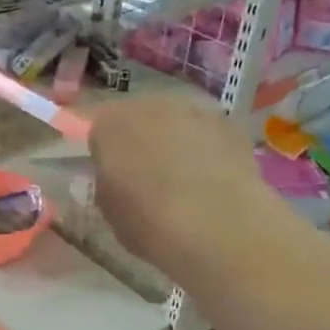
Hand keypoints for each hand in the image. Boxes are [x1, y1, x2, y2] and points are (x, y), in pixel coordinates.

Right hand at [86, 97, 268, 276]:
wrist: (216, 225)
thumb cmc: (149, 222)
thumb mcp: (109, 210)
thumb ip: (108, 183)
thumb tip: (119, 178)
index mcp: (110, 124)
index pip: (100, 130)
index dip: (108, 153)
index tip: (116, 177)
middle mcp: (149, 105)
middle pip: (140, 118)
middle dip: (143, 140)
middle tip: (150, 176)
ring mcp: (193, 109)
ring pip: (177, 122)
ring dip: (177, 141)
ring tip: (187, 179)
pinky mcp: (229, 122)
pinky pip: (209, 132)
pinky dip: (209, 148)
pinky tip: (214, 178)